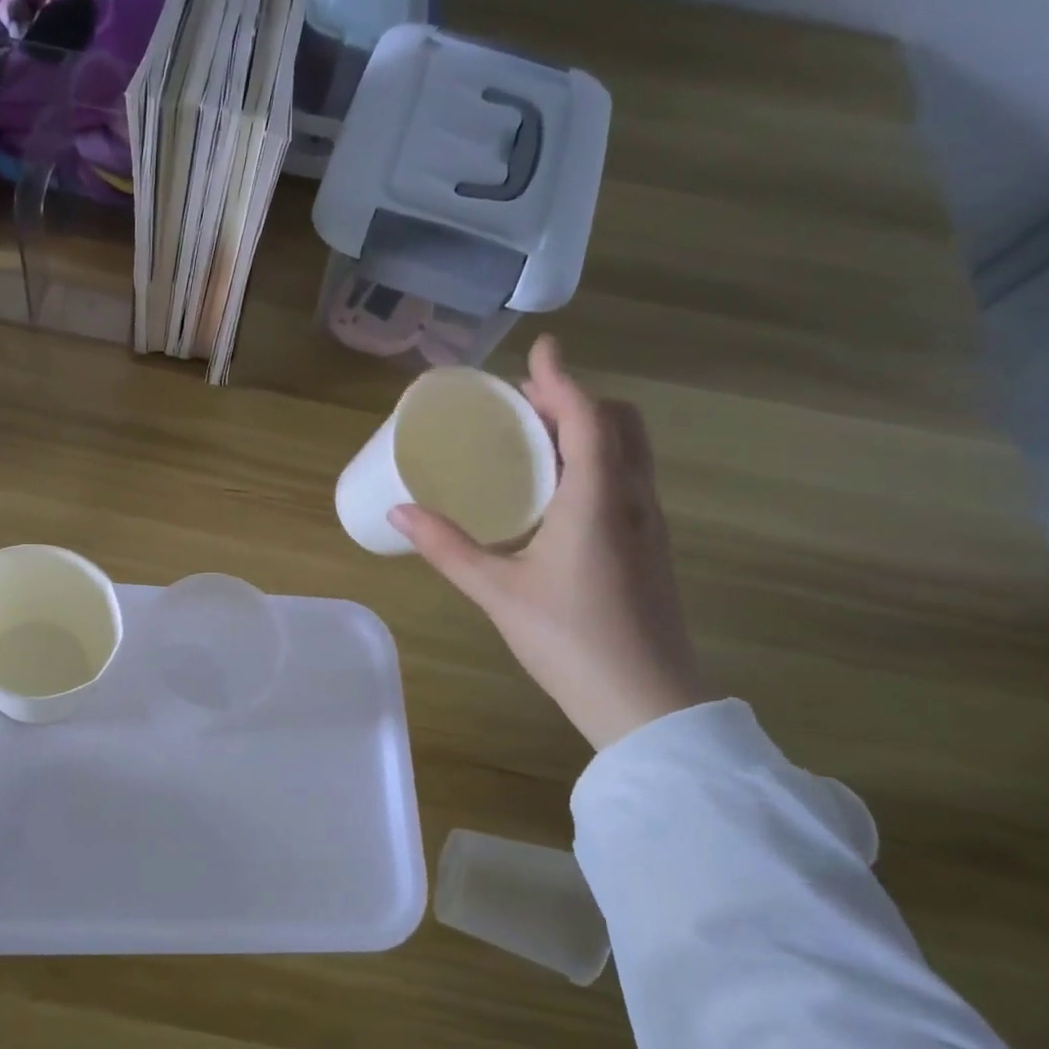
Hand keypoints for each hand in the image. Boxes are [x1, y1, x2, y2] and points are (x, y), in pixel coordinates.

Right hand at [390, 334, 711, 749]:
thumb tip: (400, 511)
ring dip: (589, 428)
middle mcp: (631, 499)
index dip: (561, 379)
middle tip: (526, 401)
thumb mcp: (497, 591)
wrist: (646, 701)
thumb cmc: (569, 640)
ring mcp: (648, 523)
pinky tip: (559, 490)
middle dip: (575, 400)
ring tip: (537, 436)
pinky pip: (626, 479)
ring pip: (628, 451)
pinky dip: (597, 459)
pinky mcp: (649, 546)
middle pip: (618, 424)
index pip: (585, 418)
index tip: (541, 348)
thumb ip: (447, 547)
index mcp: (595, 499)